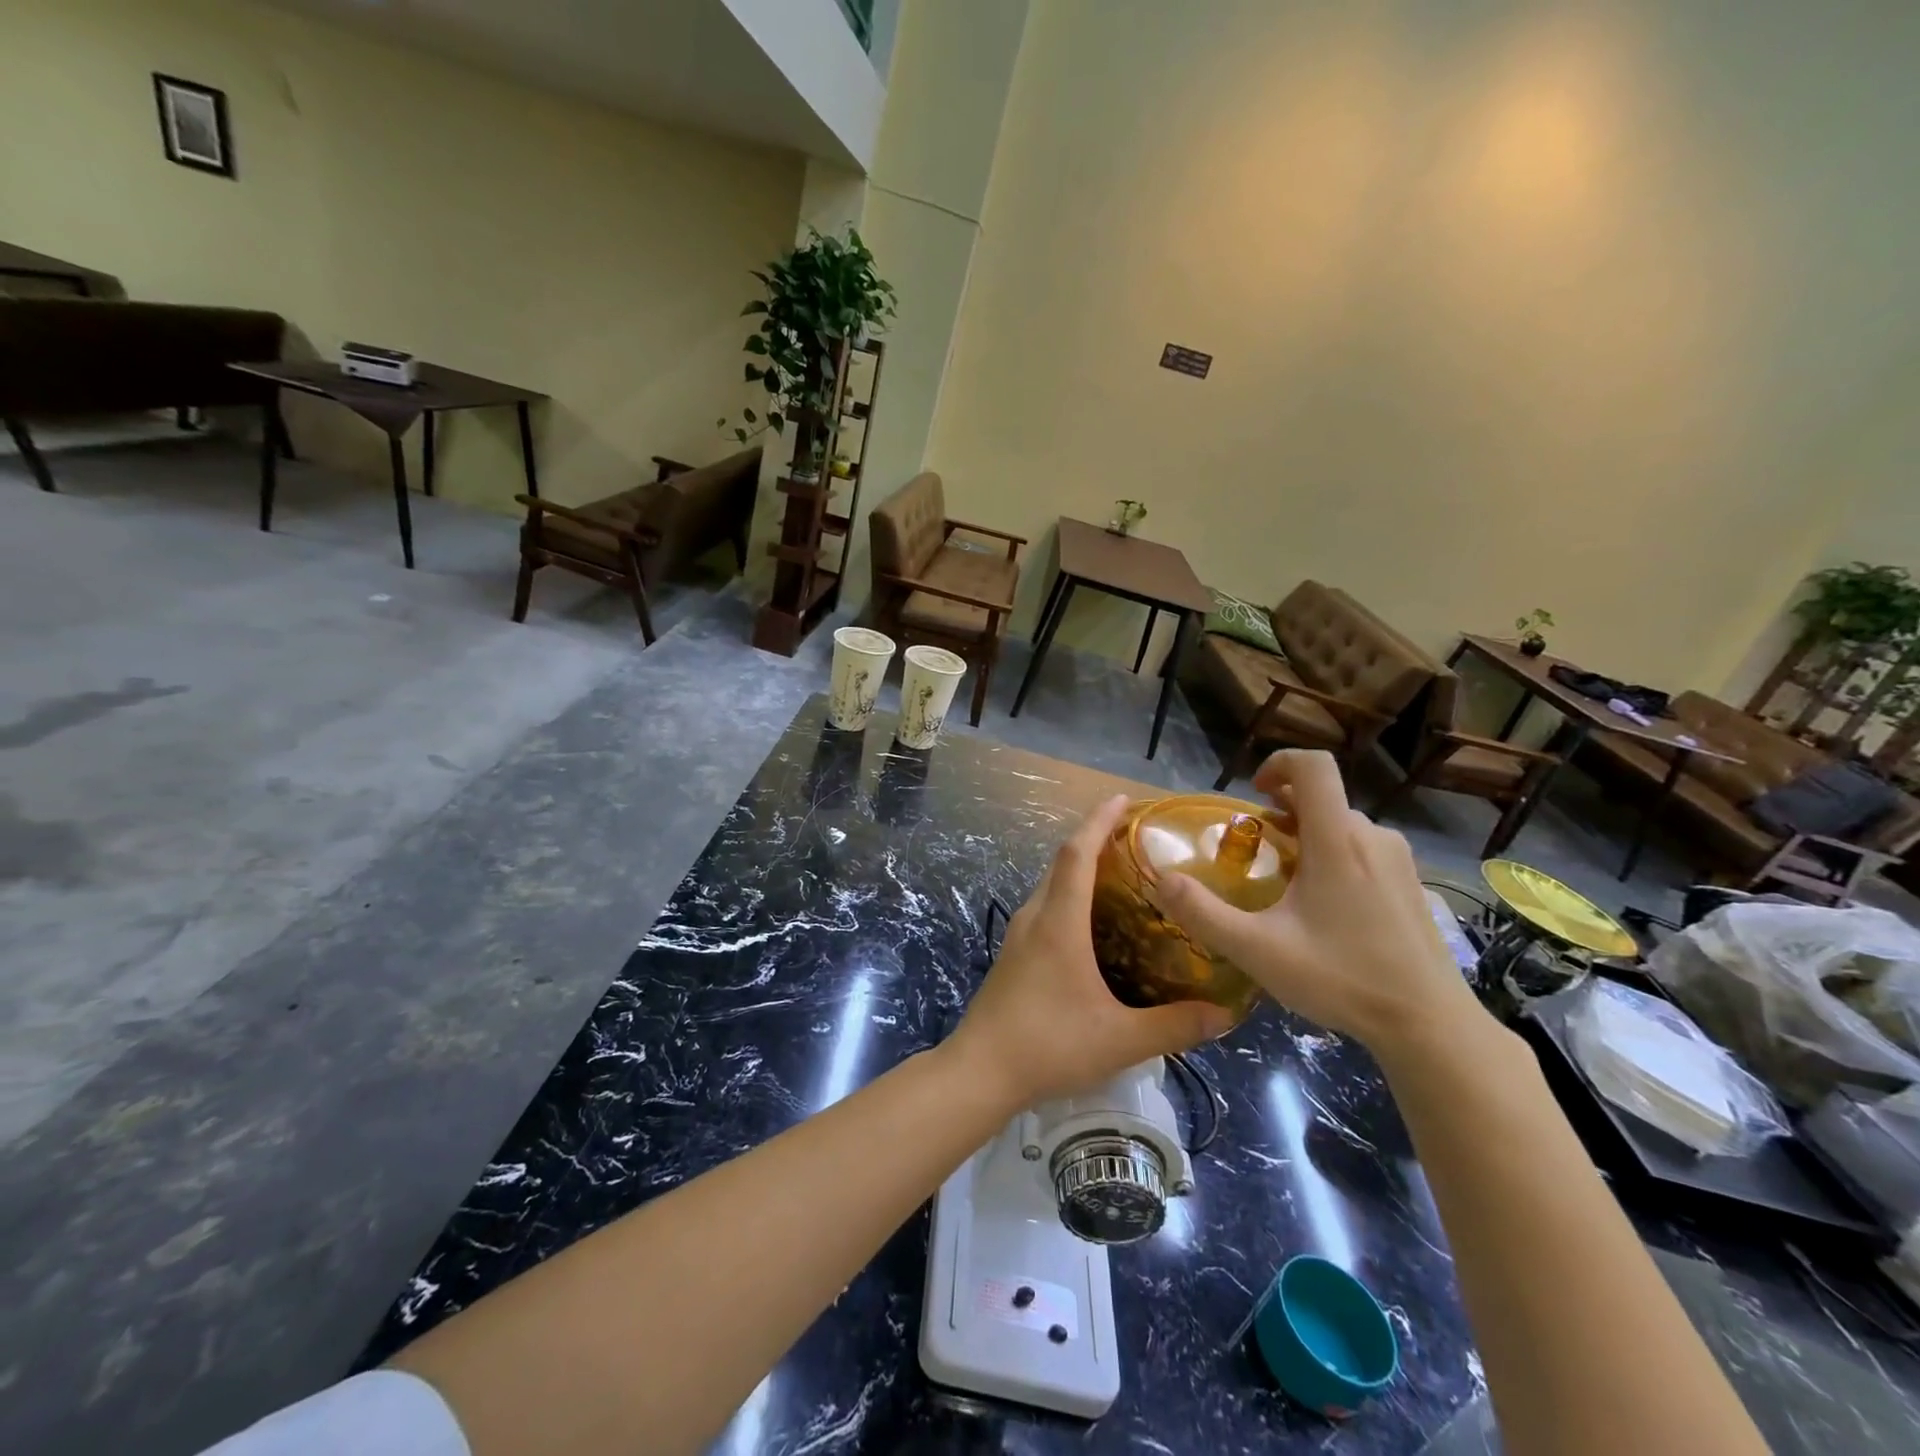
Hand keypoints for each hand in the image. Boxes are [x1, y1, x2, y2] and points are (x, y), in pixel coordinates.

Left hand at [948, 794, 1235, 1107]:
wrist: (980, 1070)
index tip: (1123, 799)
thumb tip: (1226, 1014)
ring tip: (1121, 876)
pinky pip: (1046, 908)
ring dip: (1081, 869)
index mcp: (1059, 922)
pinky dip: (1070, 896)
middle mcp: (1036, 917)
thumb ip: (1175, 1026)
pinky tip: (1093, 925)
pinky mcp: (1013, 954)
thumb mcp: (1121, 1039)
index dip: (1099, 821)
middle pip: (1063, 862)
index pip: (1077, 853)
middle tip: (1137, 840)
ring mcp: (1019, 935)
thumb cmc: (1049, 1045)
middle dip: (1095, 840)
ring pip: (1052, 886)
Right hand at [1156, 751, 1485, 1058]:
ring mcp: (1397, 859)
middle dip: (1282, 812)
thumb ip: (1203, 913)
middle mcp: (1371, 836)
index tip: (1253, 793)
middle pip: (1321, 798)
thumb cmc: (1342, 980)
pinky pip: (1363, 847)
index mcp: (1337, 841)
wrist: (1430, 1025)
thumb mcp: (1258, 951)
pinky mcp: (1411, 882)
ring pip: (1341, 824)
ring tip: (1286, 881)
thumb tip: (1161, 879)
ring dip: (1307, 835)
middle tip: (1257, 853)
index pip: (1314, 765)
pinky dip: (1333, 854)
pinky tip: (1324, 905)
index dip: (1279, 763)